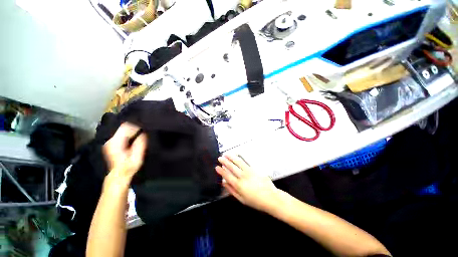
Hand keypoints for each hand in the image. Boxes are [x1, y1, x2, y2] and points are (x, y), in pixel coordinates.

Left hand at [103, 123, 146, 181]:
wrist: (120, 174)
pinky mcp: (112, 142)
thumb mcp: (137, 157)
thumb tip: (143, 134)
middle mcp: (111, 140)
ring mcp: (110, 141)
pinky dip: (129, 133)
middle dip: (135, 127)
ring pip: (122, 129)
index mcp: (116, 143)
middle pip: (123, 127)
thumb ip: (140, 145)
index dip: (136, 127)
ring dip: (132, 130)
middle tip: (144, 131)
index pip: (125, 128)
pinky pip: (122, 133)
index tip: (144, 130)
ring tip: (140, 134)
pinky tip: (134, 137)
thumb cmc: (129, 166)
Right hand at [216, 155, 280, 212]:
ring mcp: (249, 171)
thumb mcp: (241, 199)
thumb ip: (232, 190)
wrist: (270, 197)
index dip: (221, 171)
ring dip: (231, 157)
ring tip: (226, 154)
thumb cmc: (255, 201)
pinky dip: (239, 158)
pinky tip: (237, 156)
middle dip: (225, 161)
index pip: (227, 176)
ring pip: (238, 162)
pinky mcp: (254, 169)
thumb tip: (224, 183)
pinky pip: (245, 162)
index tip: (217, 167)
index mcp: (239, 185)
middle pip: (232, 167)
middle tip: (220, 158)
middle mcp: (243, 176)